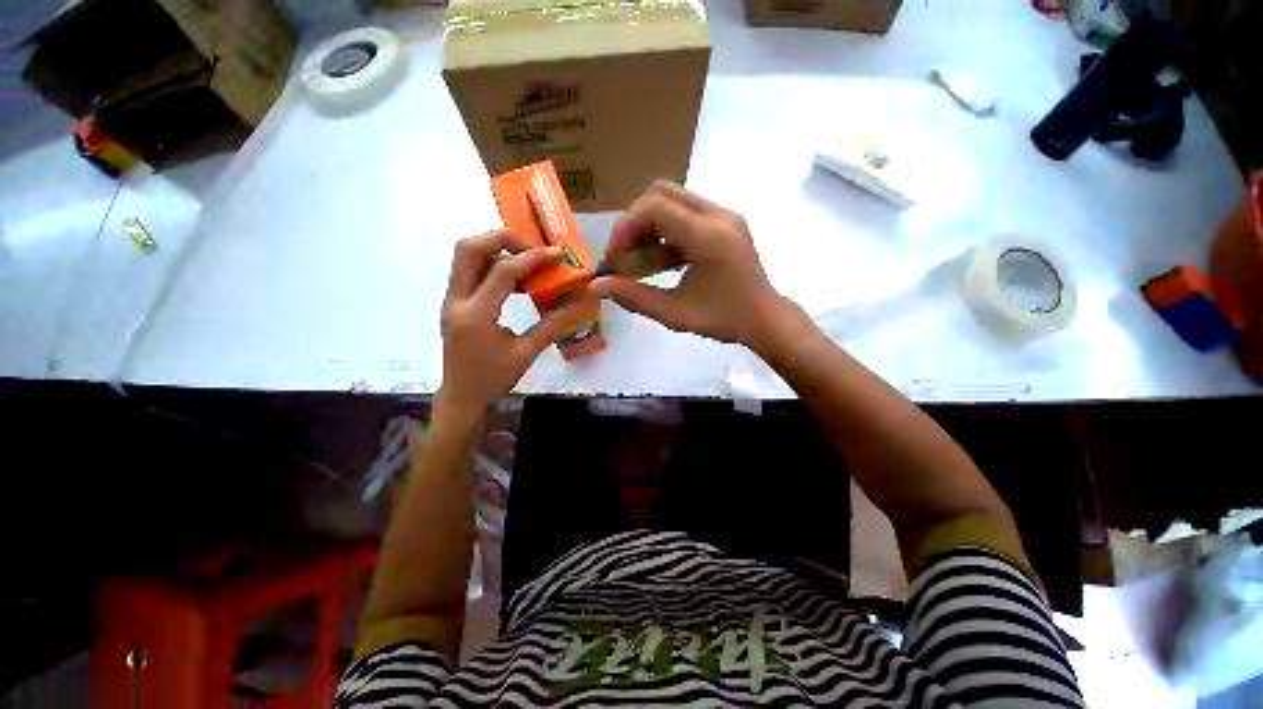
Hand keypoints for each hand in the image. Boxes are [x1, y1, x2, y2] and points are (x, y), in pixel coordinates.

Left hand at [437, 230, 590, 420]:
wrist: (462, 398)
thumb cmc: (494, 379)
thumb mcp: (527, 353)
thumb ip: (554, 325)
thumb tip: (582, 306)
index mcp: (476, 315)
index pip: (502, 272)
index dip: (532, 258)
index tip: (556, 254)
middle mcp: (456, 301)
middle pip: (469, 248)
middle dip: (502, 239)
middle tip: (532, 248)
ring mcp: (451, 300)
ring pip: (465, 256)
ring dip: (495, 249)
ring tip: (525, 260)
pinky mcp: (453, 303)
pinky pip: (468, 271)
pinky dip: (491, 265)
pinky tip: (514, 281)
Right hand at [590, 181, 790, 347]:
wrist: (765, 319)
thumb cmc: (723, 320)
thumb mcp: (675, 314)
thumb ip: (634, 297)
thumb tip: (596, 286)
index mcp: (708, 236)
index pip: (655, 207)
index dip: (627, 228)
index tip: (617, 258)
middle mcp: (718, 215)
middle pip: (661, 193)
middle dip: (635, 222)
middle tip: (627, 254)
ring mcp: (724, 215)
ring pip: (673, 199)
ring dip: (650, 225)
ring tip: (642, 259)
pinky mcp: (725, 222)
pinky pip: (686, 212)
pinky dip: (666, 230)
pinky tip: (662, 259)